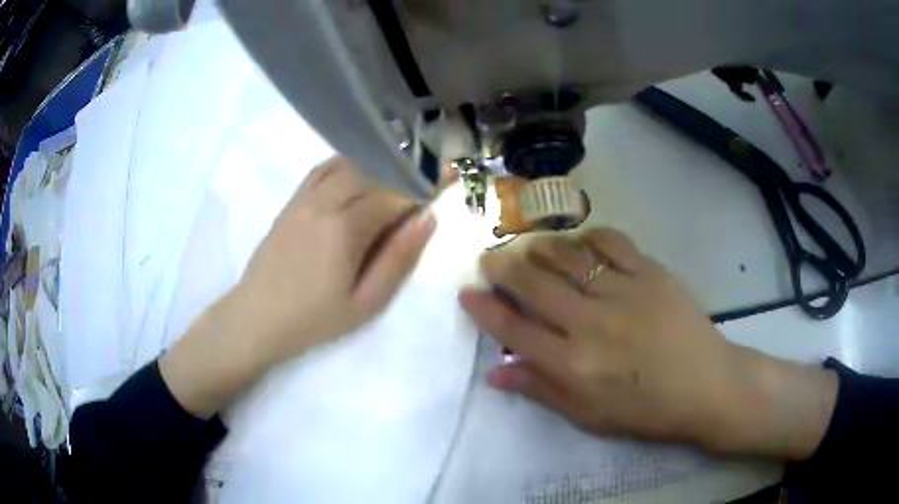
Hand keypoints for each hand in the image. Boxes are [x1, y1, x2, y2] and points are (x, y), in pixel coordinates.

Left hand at [161, 158, 435, 417]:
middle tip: (415, 196)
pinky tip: (355, 181)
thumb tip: (427, 220)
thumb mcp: (366, 303)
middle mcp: (324, 202)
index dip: (419, 193)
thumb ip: (398, 259)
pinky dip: (345, 167)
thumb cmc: (314, 319)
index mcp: (345, 228)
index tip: (437, 194)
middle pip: (372, 174)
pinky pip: (321, 170)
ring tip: (388, 189)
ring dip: (374, 170)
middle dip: (399, 180)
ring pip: (348, 166)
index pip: (393, 195)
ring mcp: (304, 199)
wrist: (256, 318)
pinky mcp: (291, 202)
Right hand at [459, 228, 837, 458]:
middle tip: (489, 259)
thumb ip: (541, 391)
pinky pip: (610, 241)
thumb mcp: (589, 416)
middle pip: (533, 283)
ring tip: (528, 248)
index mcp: (574, 365)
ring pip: (566, 255)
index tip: (467, 293)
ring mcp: (623, 291)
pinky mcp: (651, 272)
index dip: (484, 310)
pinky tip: (579, 243)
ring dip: (539, 248)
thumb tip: (495, 373)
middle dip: (502, 267)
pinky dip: (587, 237)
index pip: (514, 330)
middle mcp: (591, 323)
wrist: (706, 386)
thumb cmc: (646, 410)